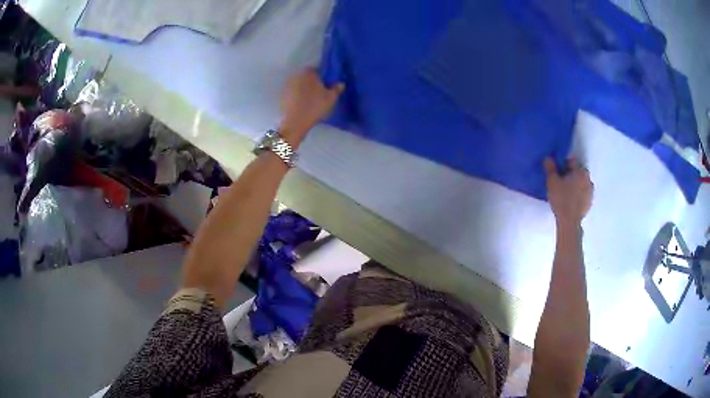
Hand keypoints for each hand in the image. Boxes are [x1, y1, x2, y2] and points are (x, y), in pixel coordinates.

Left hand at [279, 68, 344, 147]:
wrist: (294, 123)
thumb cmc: (314, 107)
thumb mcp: (331, 98)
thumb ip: (336, 89)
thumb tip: (340, 83)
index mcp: (308, 72)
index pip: (317, 70)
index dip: (323, 77)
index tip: (327, 86)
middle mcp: (296, 75)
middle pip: (307, 77)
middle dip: (313, 83)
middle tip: (321, 93)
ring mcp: (287, 85)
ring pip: (300, 85)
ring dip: (305, 90)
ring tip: (312, 100)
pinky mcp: (282, 95)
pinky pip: (293, 93)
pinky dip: (298, 97)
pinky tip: (303, 105)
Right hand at [544, 157, 593, 226]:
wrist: (569, 222)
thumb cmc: (561, 199)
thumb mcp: (552, 182)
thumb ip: (550, 168)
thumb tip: (548, 158)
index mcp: (580, 171)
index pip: (571, 161)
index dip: (562, 164)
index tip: (557, 171)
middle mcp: (588, 179)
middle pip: (578, 171)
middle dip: (570, 174)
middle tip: (560, 181)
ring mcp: (590, 191)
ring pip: (581, 182)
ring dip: (575, 184)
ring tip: (566, 191)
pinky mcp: (590, 202)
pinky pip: (583, 193)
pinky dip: (578, 194)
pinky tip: (571, 200)